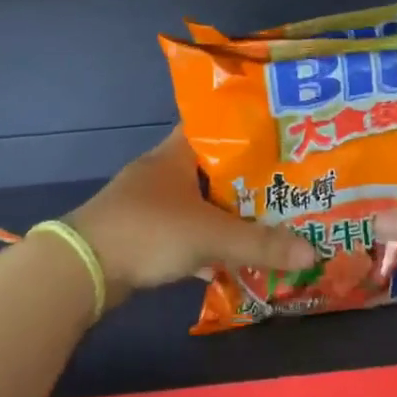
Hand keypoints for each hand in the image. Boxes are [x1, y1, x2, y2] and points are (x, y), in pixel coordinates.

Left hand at [69, 129, 313, 304]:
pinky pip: (185, 236)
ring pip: (200, 205)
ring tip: (269, 223)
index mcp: (176, 155)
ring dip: (228, 217)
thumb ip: (262, 244)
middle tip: (288, 187)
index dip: (246, 129)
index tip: (280, 138)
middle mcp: (162, 174)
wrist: (82, 270)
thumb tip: (314, 251)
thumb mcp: (212, 235)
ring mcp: (150, 206)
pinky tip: (233, 262)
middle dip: (247, 181)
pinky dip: (208, 248)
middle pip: (213, 170)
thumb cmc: (149, 232)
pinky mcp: (142, 236)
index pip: (214, 127)